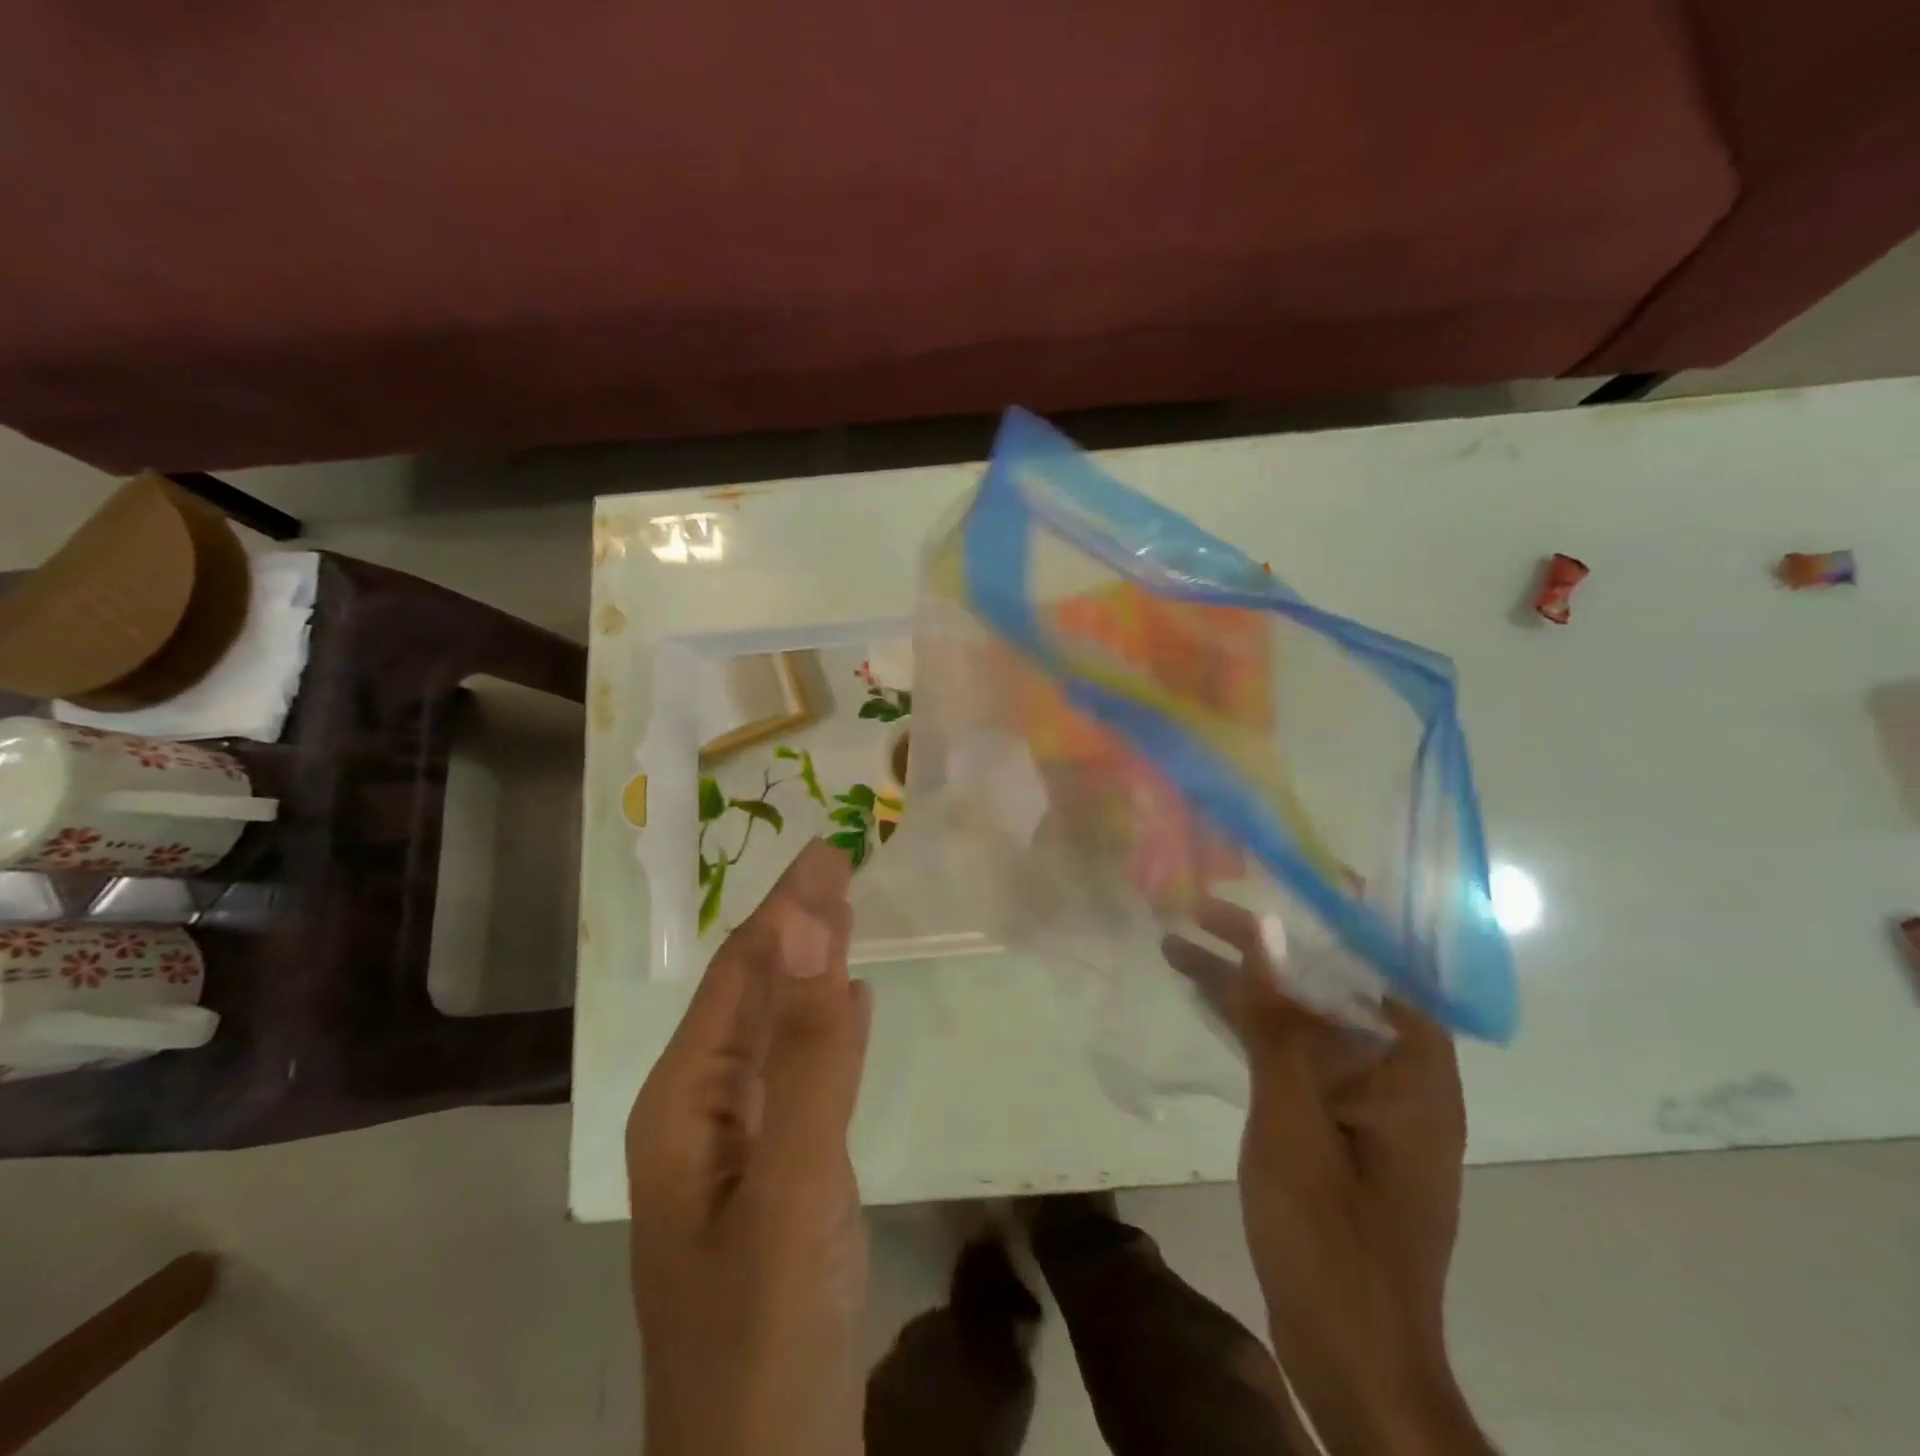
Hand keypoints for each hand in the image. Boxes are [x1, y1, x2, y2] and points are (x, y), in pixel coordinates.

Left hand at [627, 840, 871, 1455]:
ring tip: (843, 912)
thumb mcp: (792, 1181)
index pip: (741, 972)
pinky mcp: (773, 1173)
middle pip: (751, 993)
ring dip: (807, 966)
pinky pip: (796, 1073)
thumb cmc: (769, 1330)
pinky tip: (845, 1004)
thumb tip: (802, 923)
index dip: (786, 907)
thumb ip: (803, 1049)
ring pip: (773, 1029)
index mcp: (683, 1100)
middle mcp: (698, 1110)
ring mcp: (735, 1146)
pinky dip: (823, 1024)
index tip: (829, 849)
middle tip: (839, 862)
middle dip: (793, 923)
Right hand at [1163, 900, 1488, 1455]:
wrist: (1350, 1358)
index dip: (1337, 914)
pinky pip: (1290, 1056)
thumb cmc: (1331, 1238)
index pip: (1381, 964)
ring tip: (1181, 942)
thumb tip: (1264, 939)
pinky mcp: (1331, 1125)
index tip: (1287, 874)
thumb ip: (1278, 1027)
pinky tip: (1204, 1001)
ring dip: (1247, 985)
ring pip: (1302, 1021)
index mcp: (1412, 1070)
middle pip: (1330, 987)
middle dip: (1268, 945)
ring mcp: (1362, 1103)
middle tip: (1204, 906)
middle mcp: (1396, 1076)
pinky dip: (1250, 1027)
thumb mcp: (1294, 1123)